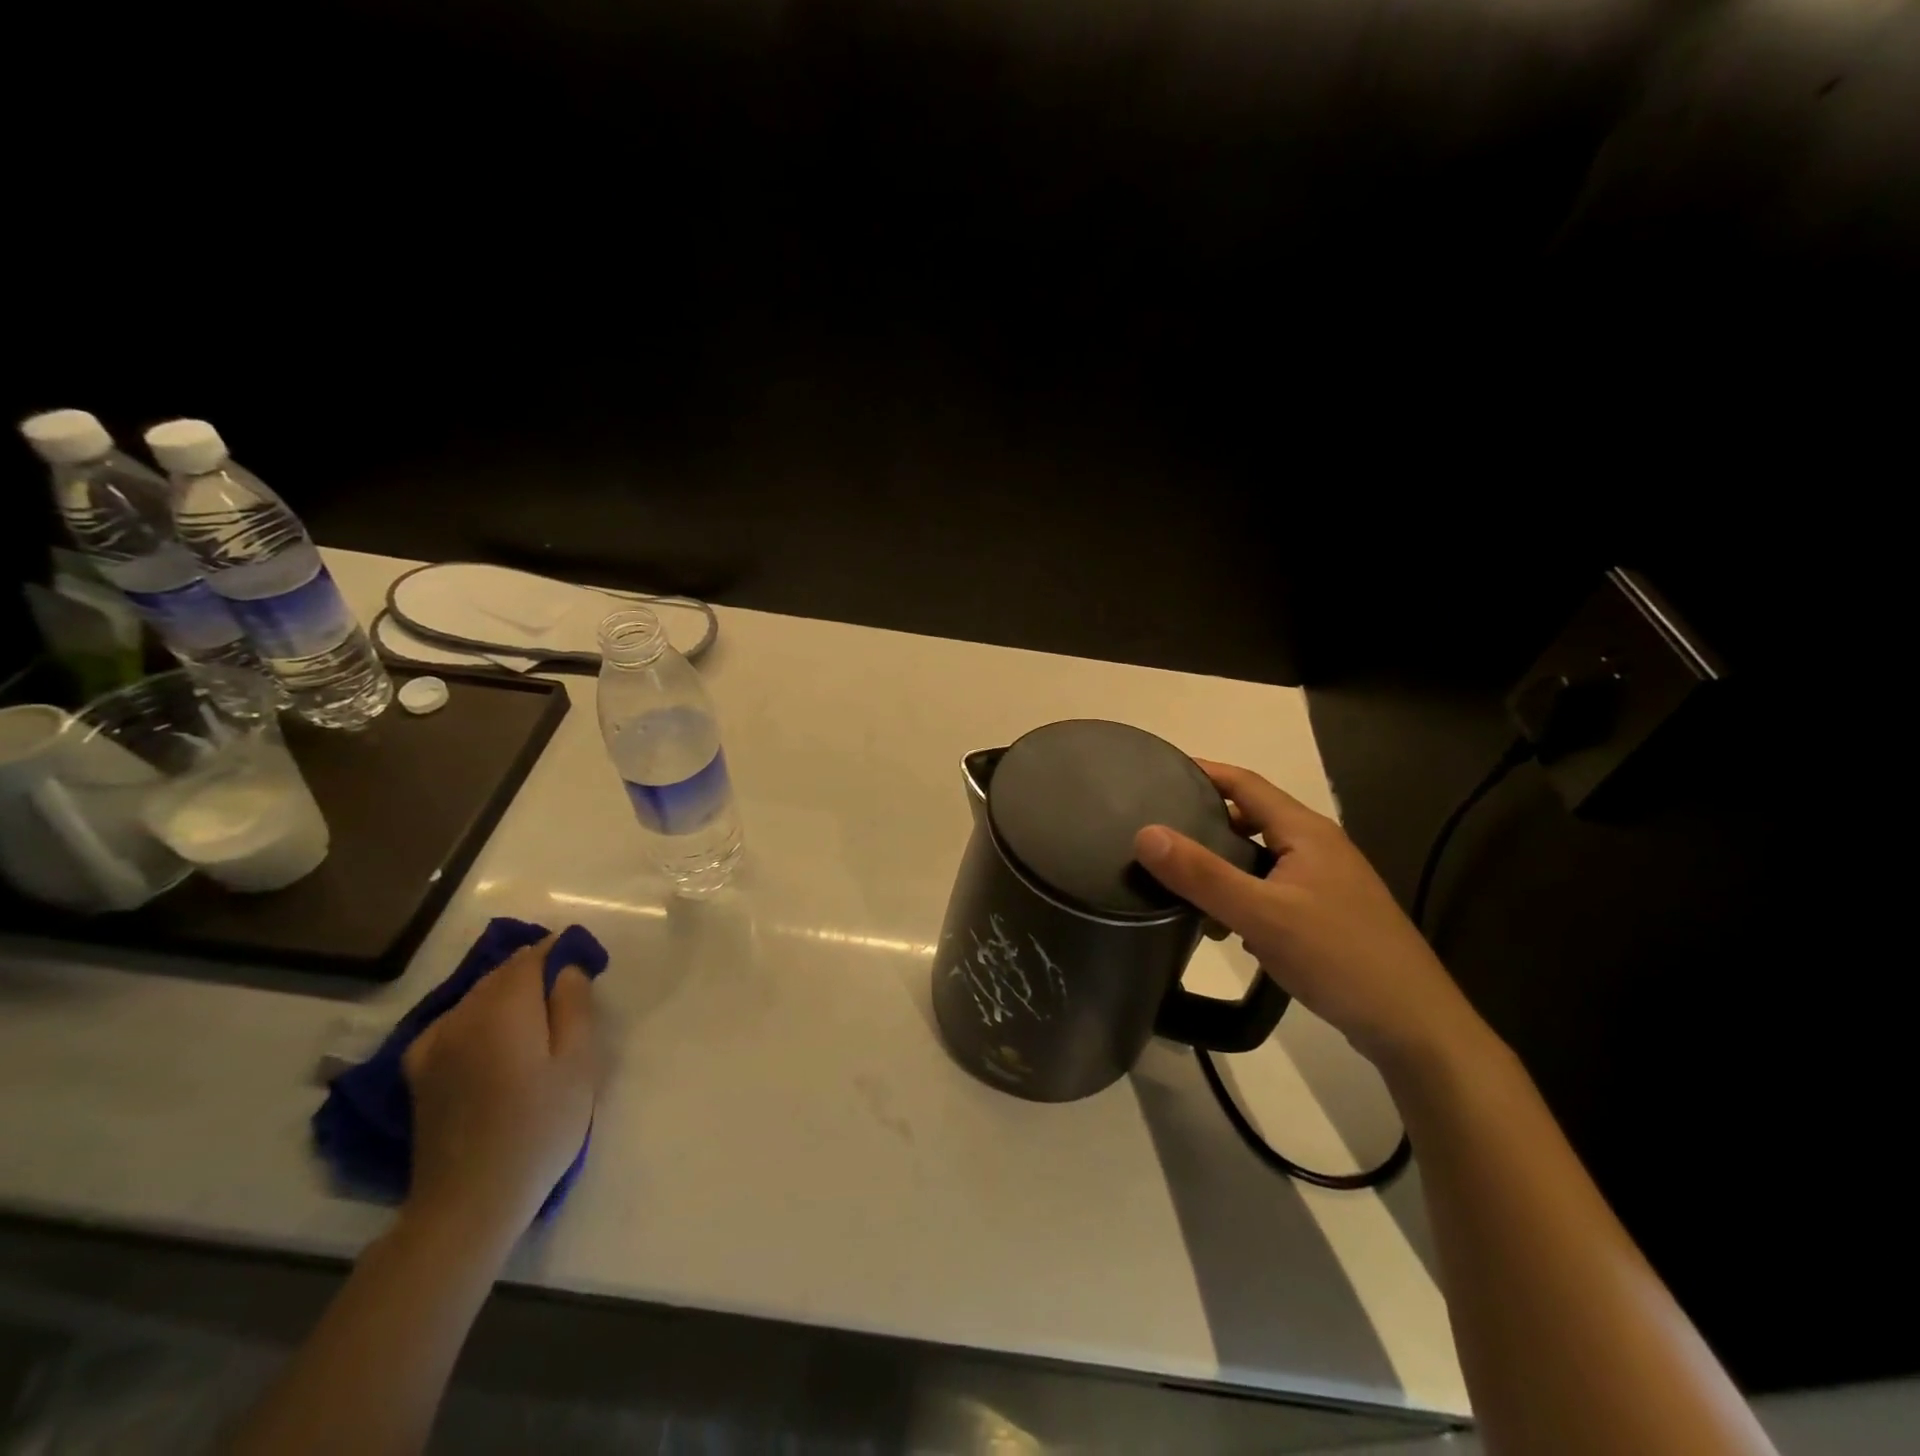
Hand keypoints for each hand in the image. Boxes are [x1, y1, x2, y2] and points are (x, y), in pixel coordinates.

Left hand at [402, 937, 598, 1244]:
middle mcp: (462, 1013)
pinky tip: (494, 1038)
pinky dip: (479, 1017)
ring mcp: (434, 1042)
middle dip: (536, 970)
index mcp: (504, 1007)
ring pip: (478, 995)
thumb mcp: (579, 1062)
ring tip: (537, 1017)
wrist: (470, 1201)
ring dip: (508, 993)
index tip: (586, 963)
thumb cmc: (540, 1126)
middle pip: (503, 972)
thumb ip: (574, 1003)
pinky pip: (455, 1022)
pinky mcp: (419, 1070)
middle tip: (568, 993)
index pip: (533, 955)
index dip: (561, 950)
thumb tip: (567, 966)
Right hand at [1134, 760, 1480, 1069]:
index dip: (1203, 772)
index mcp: (1305, 832)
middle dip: (1206, 820)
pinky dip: (1242, 894)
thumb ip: (1202, 874)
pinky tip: (1224, 924)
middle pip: (1252, 817)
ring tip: (1181, 881)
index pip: (1245, 782)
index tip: (1158, 773)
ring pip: (1260, 856)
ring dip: (1222, 863)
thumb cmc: (1338, 957)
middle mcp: (1318, 847)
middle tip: (1159, 831)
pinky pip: (1272, 888)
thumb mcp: (1261, 914)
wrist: (1413, 1026)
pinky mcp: (1327, 914)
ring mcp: (1326, 882)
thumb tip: (1145, 833)